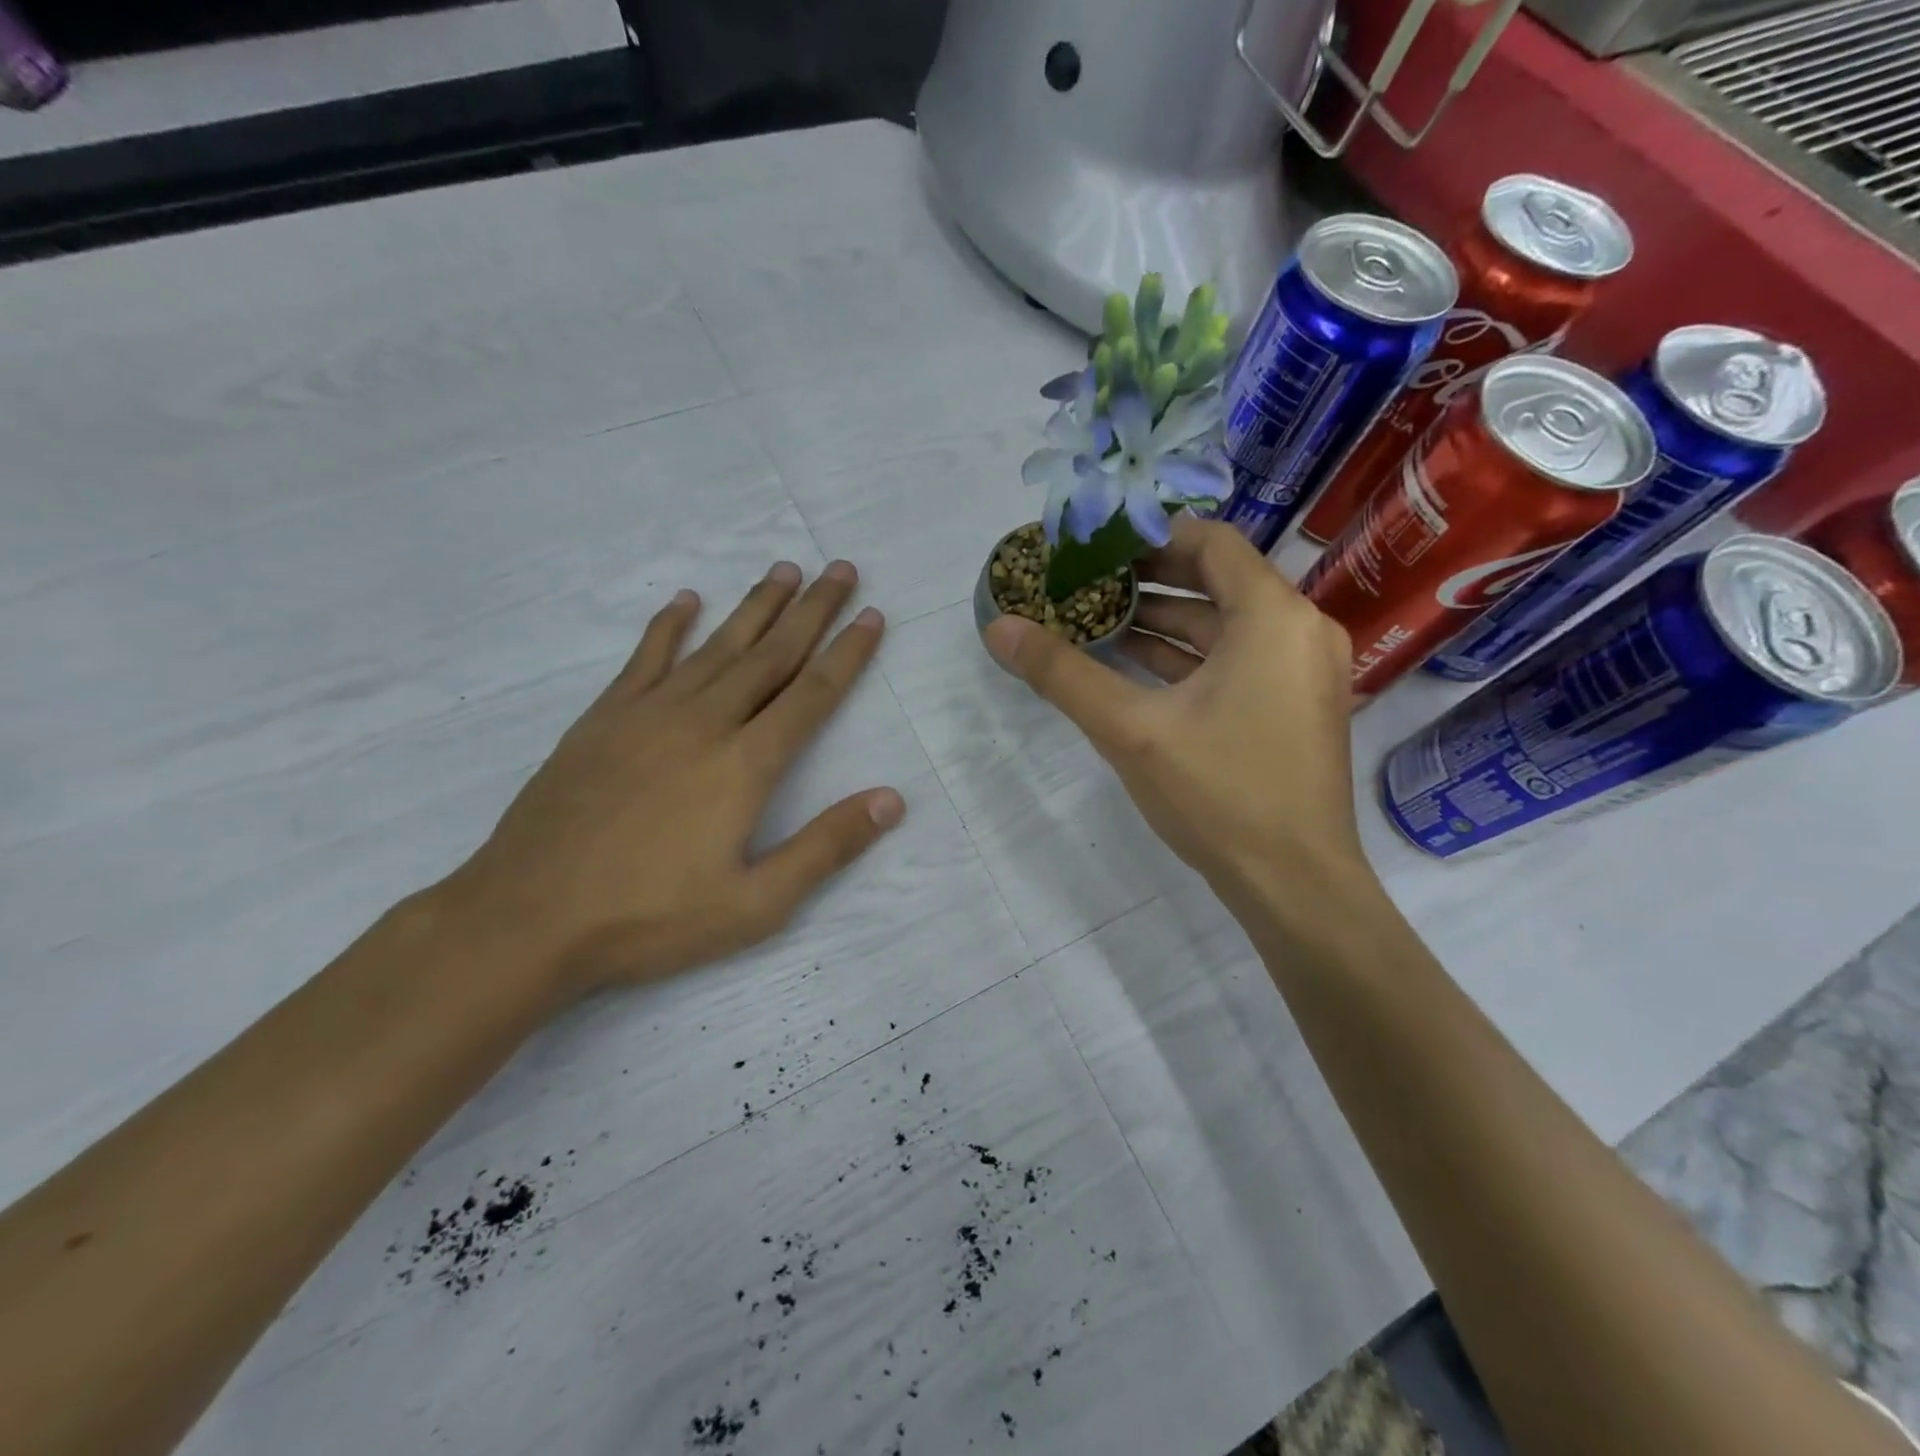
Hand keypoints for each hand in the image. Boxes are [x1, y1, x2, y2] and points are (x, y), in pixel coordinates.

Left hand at [444, 560, 903, 999]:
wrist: (525, 919)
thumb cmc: (649, 919)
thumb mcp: (755, 905)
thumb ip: (825, 847)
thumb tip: (892, 800)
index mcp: (744, 764)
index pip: (811, 694)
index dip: (847, 654)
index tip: (872, 615)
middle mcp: (703, 723)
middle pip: (770, 655)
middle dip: (812, 610)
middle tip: (841, 569)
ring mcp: (648, 715)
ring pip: (716, 646)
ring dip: (755, 606)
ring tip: (785, 570)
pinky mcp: (602, 719)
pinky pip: (645, 659)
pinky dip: (669, 626)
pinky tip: (686, 600)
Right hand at [983, 518, 1375, 926]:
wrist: (1294, 883)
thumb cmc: (1219, 793)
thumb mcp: (1129, 729)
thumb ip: (1062, 673)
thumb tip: (999, 628)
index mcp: (1273, 617)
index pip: (1212, 541)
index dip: (1151, 537)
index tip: (1097, 545)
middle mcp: (1300, 630)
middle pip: (1218, 580)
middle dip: (1149, 580)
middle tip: (1088, 582)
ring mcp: (1303, 672)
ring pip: (1225, 625)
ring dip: (1164, 622)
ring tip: (1098, 621)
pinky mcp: (1294, 707)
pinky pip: (1237, 660)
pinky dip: (1188, 657)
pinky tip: (1134, 667)